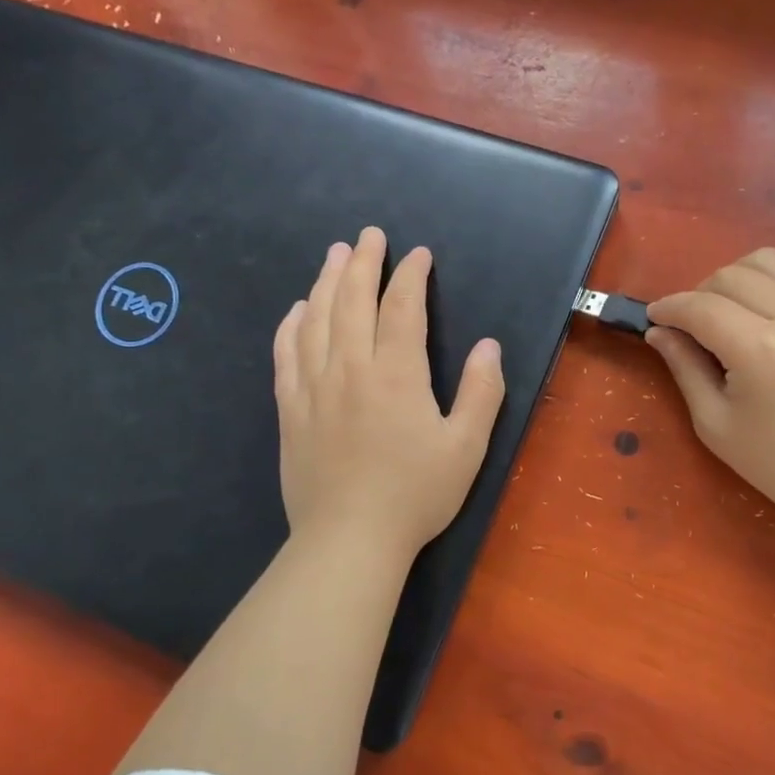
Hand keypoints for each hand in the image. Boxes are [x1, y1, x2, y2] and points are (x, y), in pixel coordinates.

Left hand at [273, 227, 505, 556]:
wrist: (349, 540)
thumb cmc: (416, 494)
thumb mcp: (466, 447)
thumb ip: (481, 391)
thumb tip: (488, 345)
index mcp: (397, 374)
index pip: (402, 308)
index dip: (410, 275)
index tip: (418, 254)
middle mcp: (350, 368)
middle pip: (352, 300)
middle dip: (362, 262)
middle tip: (368, 235)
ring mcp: (314, 387)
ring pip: (316, 319)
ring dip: (326, 281)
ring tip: (334, 255)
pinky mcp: (291, 410)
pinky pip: (286, 354)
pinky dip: (291, 325)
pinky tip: (297, 310)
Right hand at [646, 248, 774, 533]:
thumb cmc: (774, 460)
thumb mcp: (714, 422)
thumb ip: (684, 367)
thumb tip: (658, 331)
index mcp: (759, 349)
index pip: (701, 307)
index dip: (669, 308)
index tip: (653, 318)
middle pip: (730, 275)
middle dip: (698, 293)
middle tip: (689, 327)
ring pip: (767, 259)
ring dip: (736, 275)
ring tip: (727, 309)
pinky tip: (770, 295)